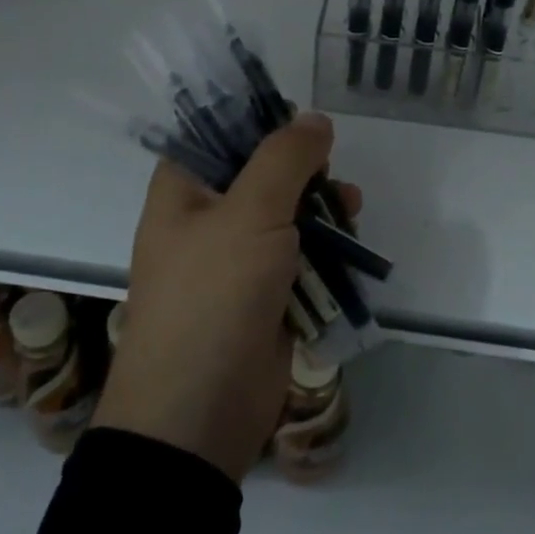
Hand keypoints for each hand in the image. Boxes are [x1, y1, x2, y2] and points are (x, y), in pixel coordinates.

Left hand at [94, 111, 360, 480]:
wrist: (200, 414)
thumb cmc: (213, 298)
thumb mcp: (250, 214)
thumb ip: (285, 159)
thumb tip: (315, 119)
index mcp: (183, 191)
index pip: (217, 133)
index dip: (258, 120)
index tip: (302, 119)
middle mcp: (206, 218)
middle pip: (260, 171)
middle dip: (303, 168)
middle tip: (331, 170)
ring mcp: (236, 259)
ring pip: (287, 213)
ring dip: (321, 206)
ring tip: (351, 205)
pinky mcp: (264, 293)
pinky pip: (299, 254)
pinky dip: (324, 245)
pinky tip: (350, 241)